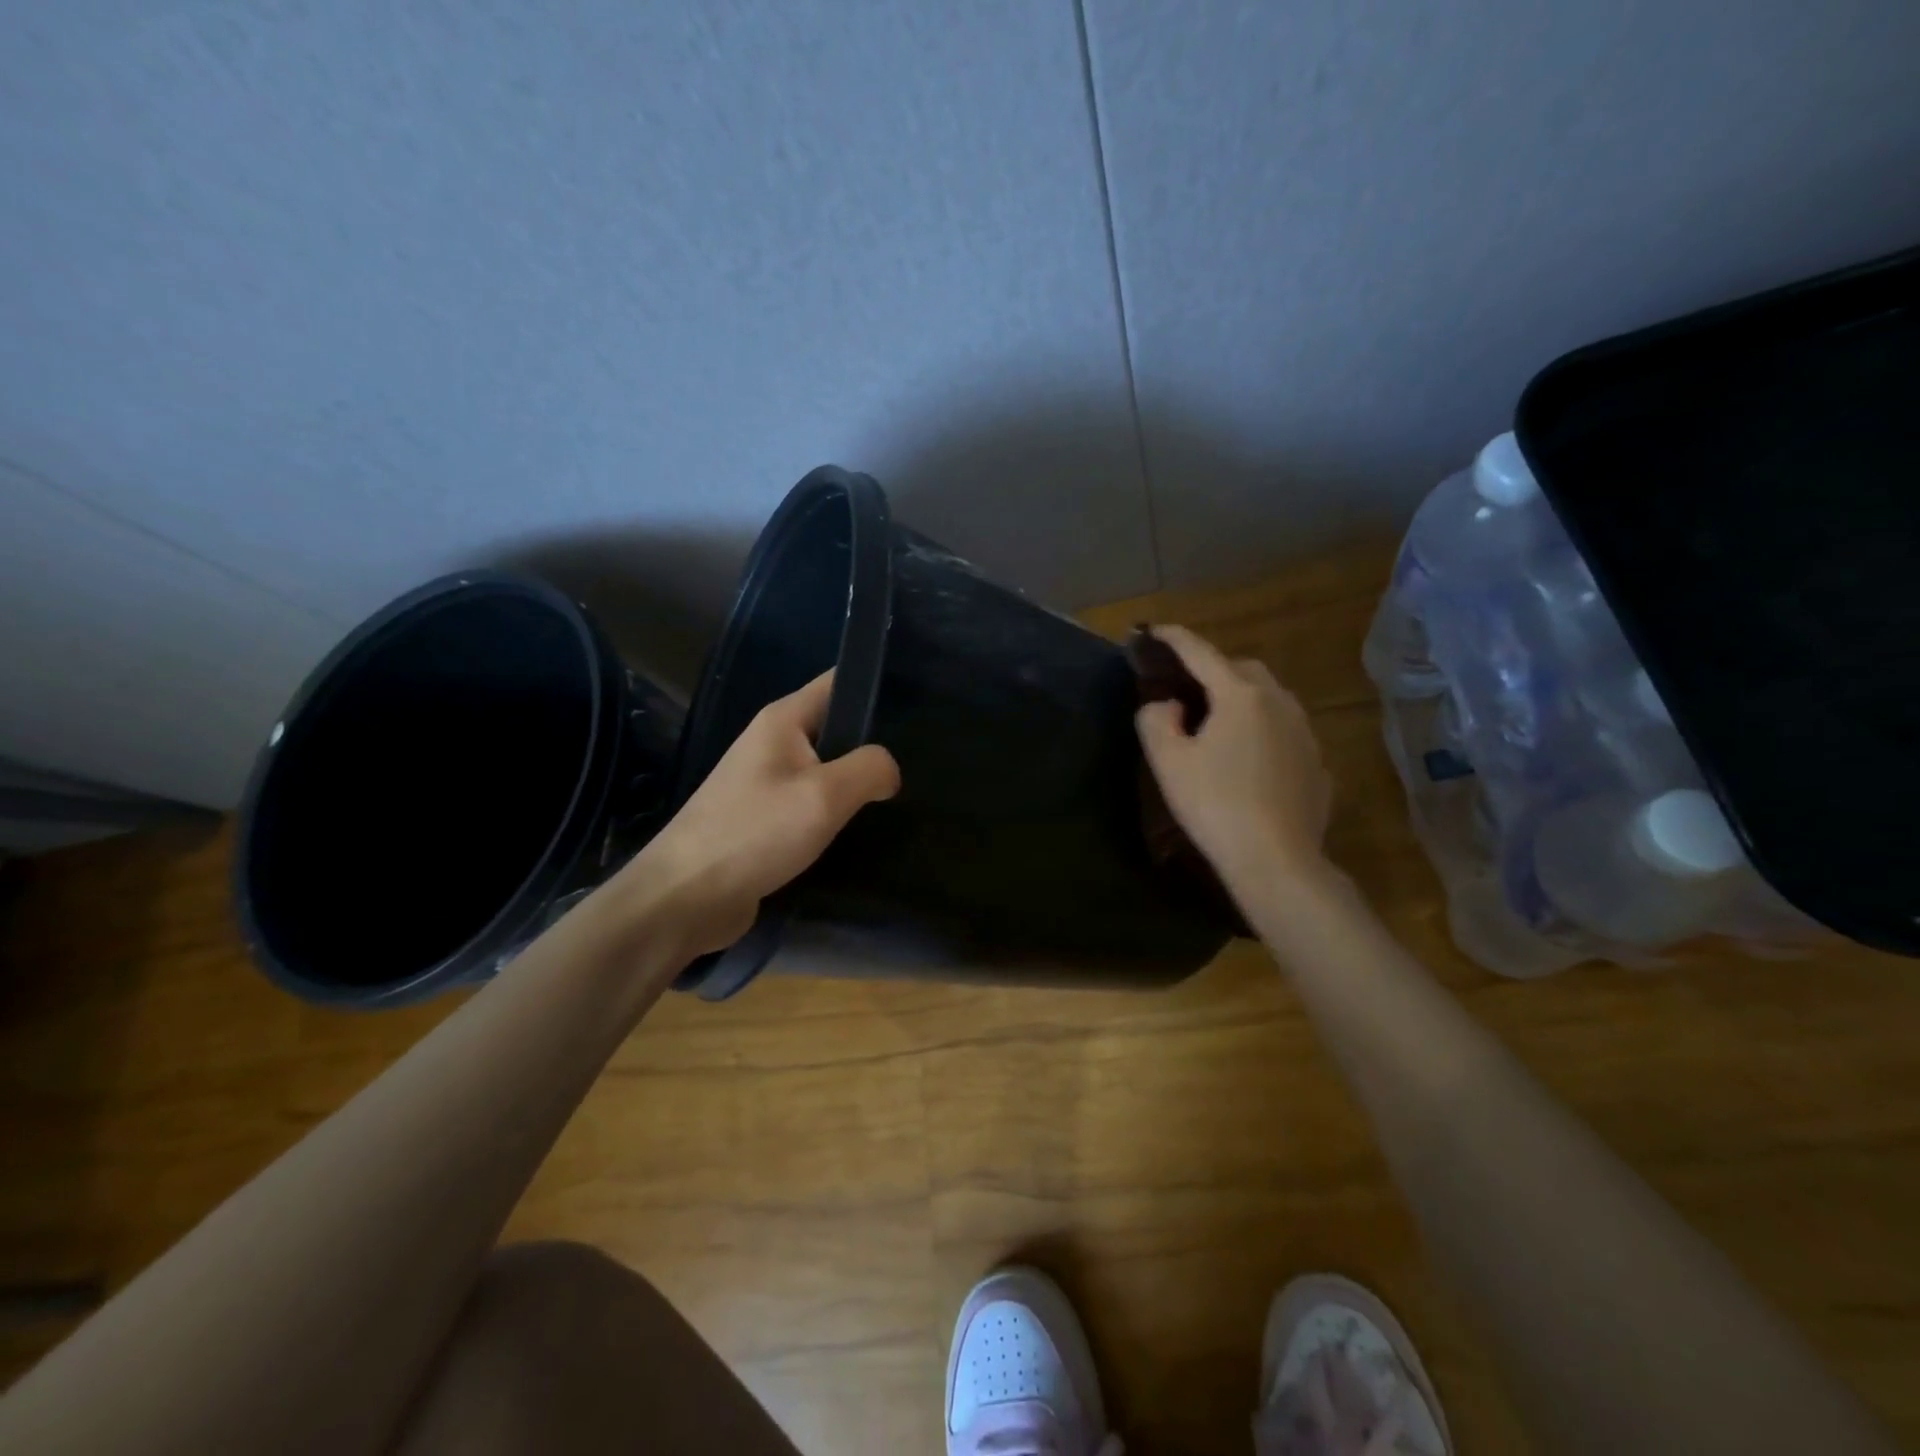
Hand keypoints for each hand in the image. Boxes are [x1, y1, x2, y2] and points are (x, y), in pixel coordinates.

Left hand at [621, 672, 900, 958]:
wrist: (686, 897)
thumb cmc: (754, 833)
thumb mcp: (824, 795)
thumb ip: (869, 769)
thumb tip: (889, 771)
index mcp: (782, 720)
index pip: (838, 683)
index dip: (877, 685)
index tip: (921, 704)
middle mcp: (773, 743)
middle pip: (836, 728)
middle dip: (876, 742)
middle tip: (923, 759)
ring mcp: (767, 783)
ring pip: (827, 770)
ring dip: (858, 783)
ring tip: (903, 794)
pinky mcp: (766, 820)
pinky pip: (813, 804)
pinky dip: (838, 813)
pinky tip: (866, 828)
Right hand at [1135, 625, 1333, 898]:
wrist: (1276, 860)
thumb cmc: (1214, 805)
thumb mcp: (1168, 761)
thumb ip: (1156, 720)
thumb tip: (1168, 706)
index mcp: (1240, 696)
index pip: (1201, 653)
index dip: (1175, 639)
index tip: (1156, 630)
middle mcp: (1279, 703)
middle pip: (1243, 670)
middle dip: (1215, 670)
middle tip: (1188, 690)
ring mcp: (1305, 733)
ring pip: (1271, 698)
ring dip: (1243, 700)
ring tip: (1220, 725)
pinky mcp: (1317, 763)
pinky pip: (1285, 731)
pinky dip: (1263, 731)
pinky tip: (1249, 760)